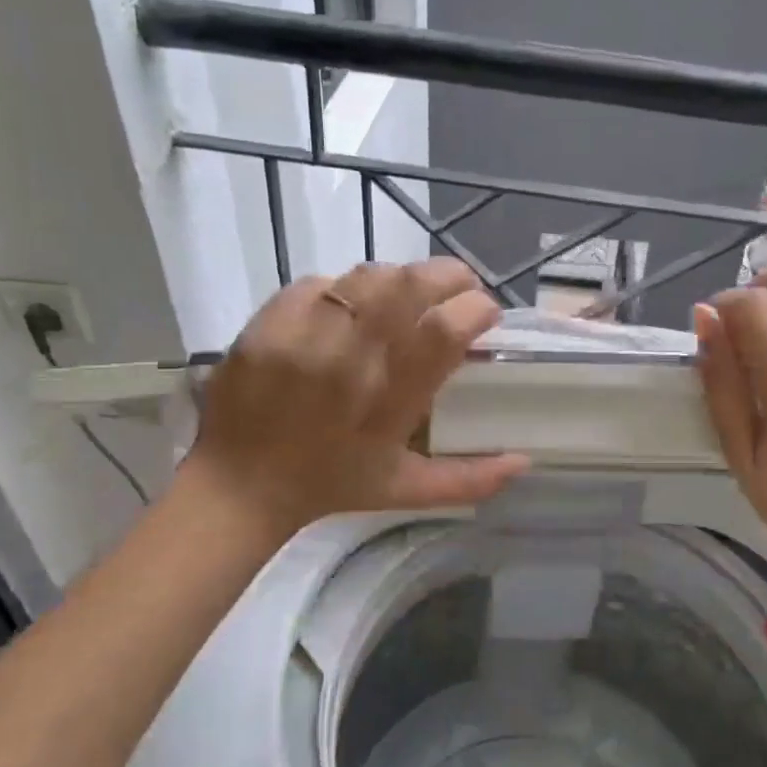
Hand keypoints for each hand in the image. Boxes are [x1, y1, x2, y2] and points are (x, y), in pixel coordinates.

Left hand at [184, 259, 529, 538]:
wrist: (240, 484)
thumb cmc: (331, 486)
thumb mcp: (406, 490)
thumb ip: (470, 479)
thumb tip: (526, 460)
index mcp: (389, 403)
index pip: (444, 333)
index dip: (476, 309)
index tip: (486, 313)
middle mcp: (350, 361)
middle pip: (409, 286)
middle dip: (448, 276)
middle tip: (459, 286)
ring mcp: (305, 337)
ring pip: (368, 276)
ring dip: (400, 278)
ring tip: (408, 293)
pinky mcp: (269, 323)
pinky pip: (321, 282)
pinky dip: (345, 288)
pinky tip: (350, 306)